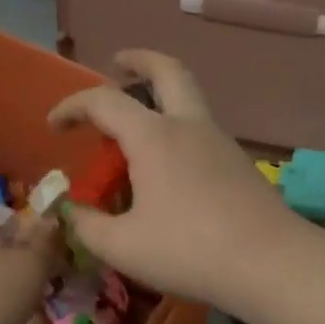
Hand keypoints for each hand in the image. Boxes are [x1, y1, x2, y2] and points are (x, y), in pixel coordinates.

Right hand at [48, 50, 301, 306]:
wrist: (270, 263)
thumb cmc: (188, 250)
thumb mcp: (122, 246)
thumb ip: (88, 226)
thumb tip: (74, 212)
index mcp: (154, 137)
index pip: (104, 101)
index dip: (73, 106)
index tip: (54, 125)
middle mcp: (189, 126)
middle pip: (167, 70)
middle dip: (139, 60)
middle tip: (119, 63)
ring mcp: (220, 142)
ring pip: (190, 99)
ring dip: (161, 97)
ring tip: (138, 126)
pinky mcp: (240, 164)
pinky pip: (202, 130)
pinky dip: (179, 129)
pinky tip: (170, 166)